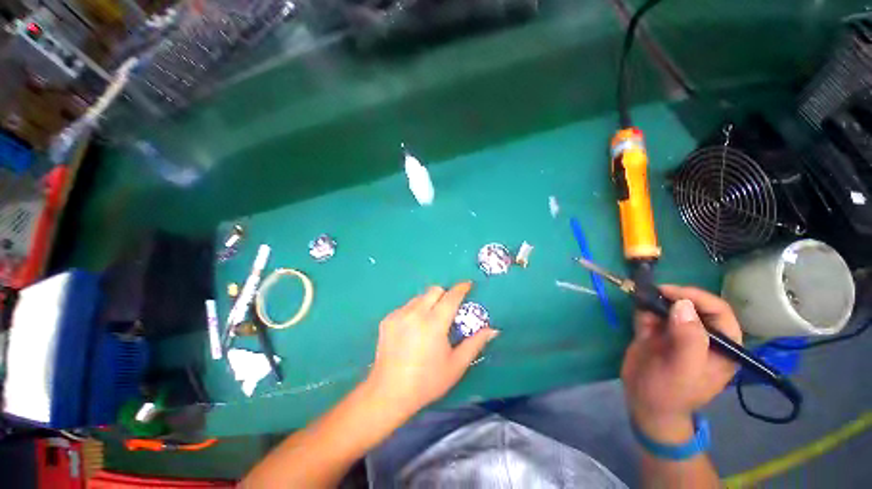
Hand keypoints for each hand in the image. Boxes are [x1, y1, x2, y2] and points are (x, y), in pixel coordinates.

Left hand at [366, 282, 498, 418]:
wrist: (389, 392)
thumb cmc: (427, 381)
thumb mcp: (456, 365)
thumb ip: (475, 343)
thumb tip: (492, 329)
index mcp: (434, 324)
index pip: (451, 297)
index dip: (461, 288)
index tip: (467, 285)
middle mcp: (415, 313)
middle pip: (434, 290)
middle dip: (445, 294)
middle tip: (448, 309)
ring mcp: (399, 315)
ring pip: (419, 297)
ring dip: (429, 302)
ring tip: (430, 321)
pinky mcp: (387, 319)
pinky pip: (406, 306)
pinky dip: (414, 311)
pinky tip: (413, 329)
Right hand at [621, 286, 741, 442]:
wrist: (644, 404)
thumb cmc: (670, 393)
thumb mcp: (683, 370)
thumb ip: (688, 339)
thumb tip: (682, 304)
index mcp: (722, 346)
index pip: (719, 312)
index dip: (698, 297)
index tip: (671, 292)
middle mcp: (703, 336)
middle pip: (693, 305)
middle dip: (674, 296)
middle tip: (653, 293)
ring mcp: (678, 334)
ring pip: (670, 307)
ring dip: (656, 302)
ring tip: (642, 302)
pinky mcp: (658, 333)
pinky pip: (652, 314)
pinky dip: (644, 309)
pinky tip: (638, 313)